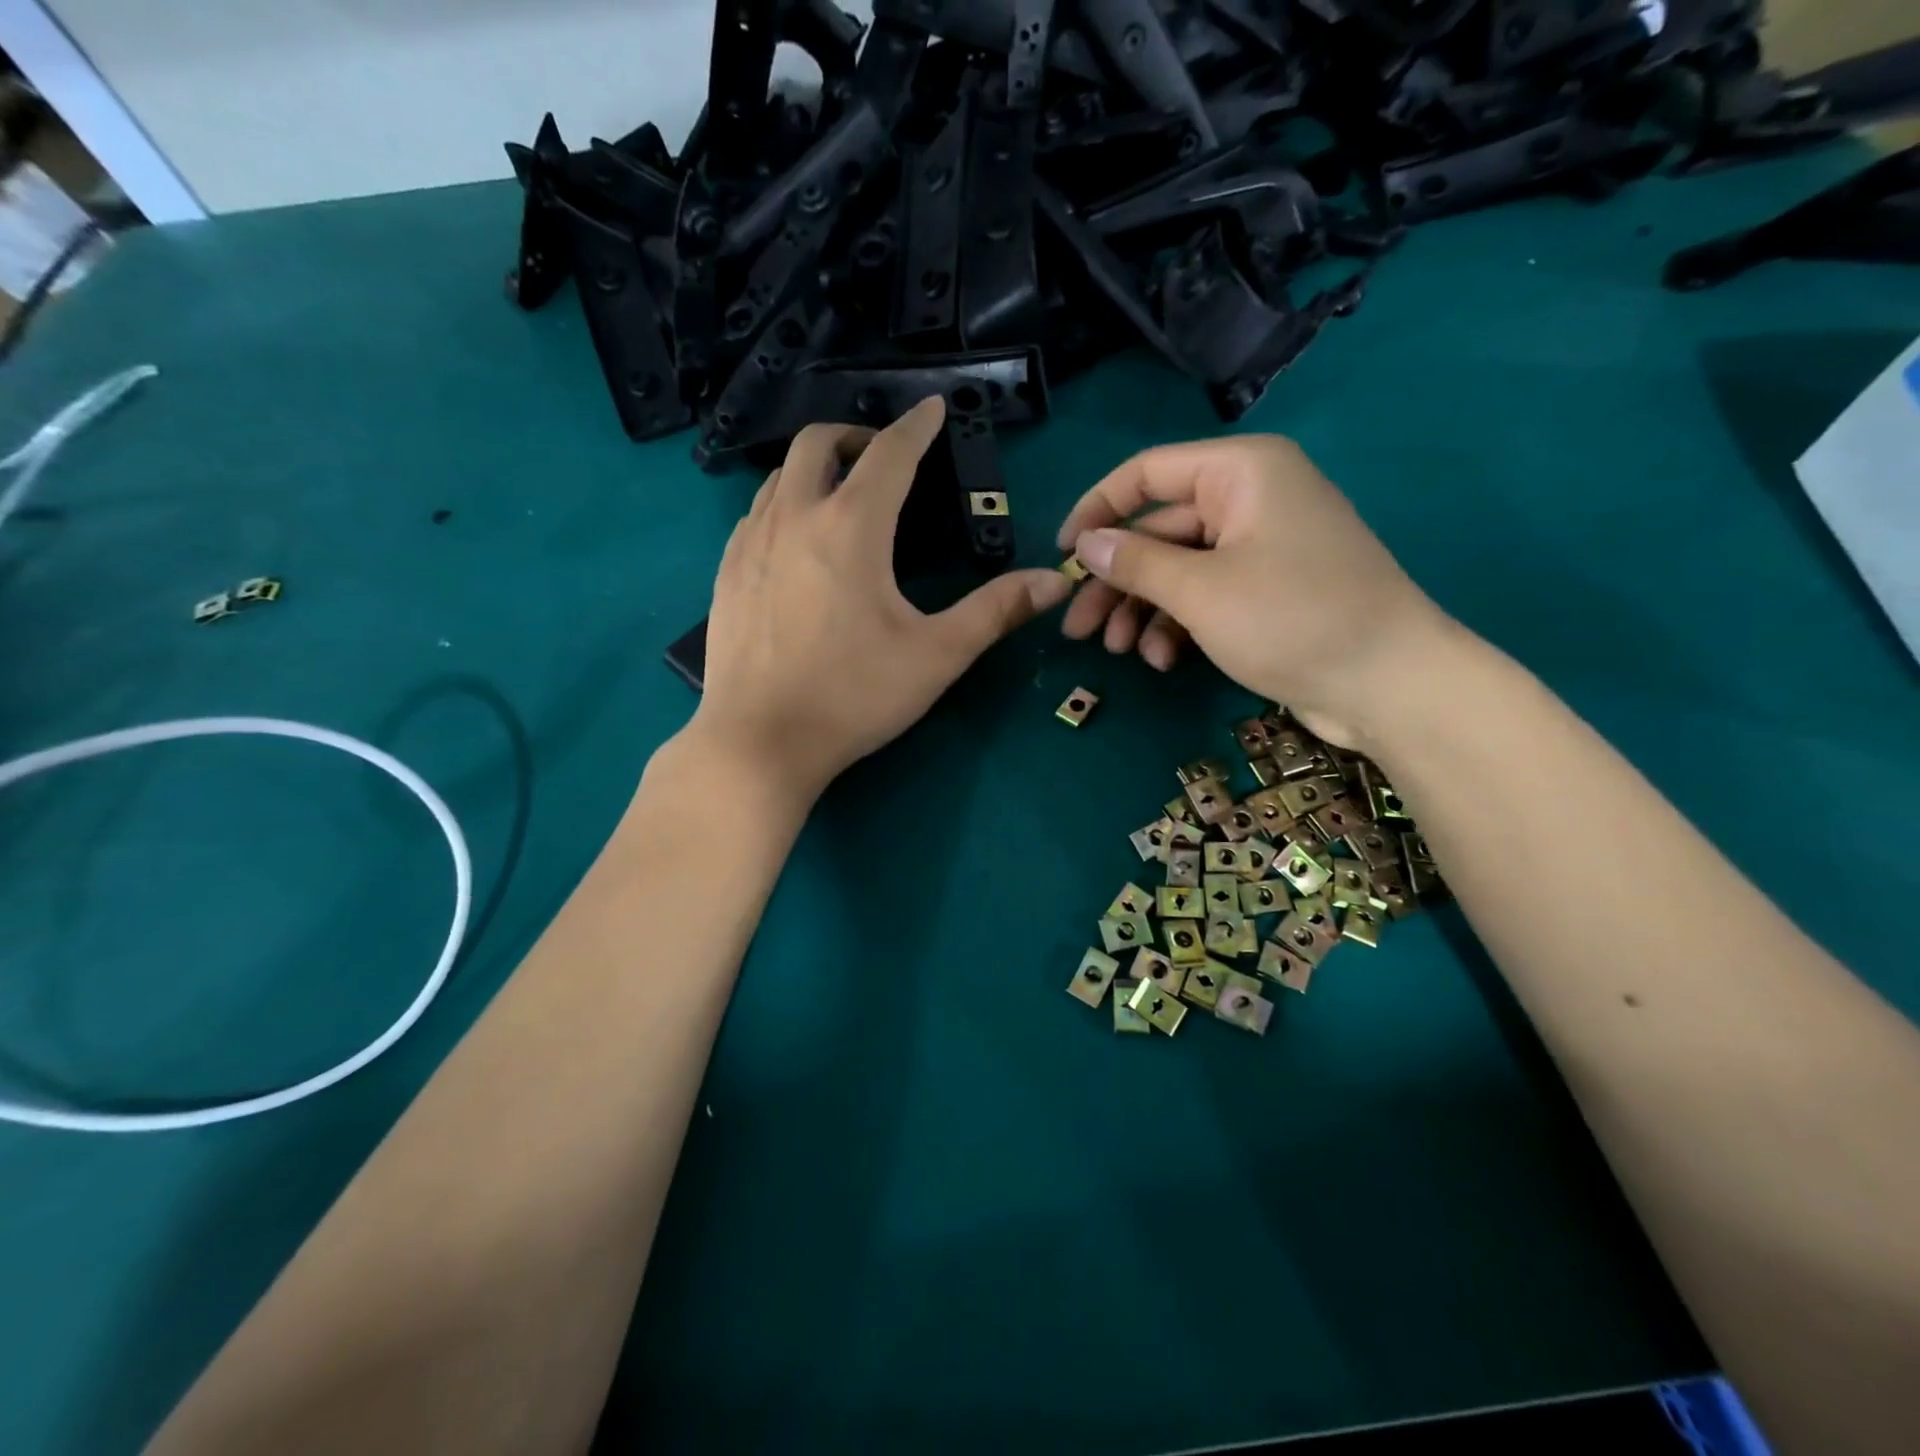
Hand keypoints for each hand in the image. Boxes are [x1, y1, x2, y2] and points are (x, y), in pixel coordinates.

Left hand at [694, 398, 1071, 799]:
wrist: (759, 742)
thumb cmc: (853, 697)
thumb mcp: (936, 656)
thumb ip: (996, 611)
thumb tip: (1055, 581)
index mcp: (851, 527)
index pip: (890, 453)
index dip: (918, 425)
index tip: (934, 408)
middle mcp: (794, 518)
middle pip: (818, 442)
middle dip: (856, 435)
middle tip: (884, 458)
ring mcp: (750, 543)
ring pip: (780, 475)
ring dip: (816, 469)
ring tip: (843, 496)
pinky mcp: (726, 573)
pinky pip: (755, 513)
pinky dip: (784, 504)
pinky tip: (797, 542)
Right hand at [1056, 435, 1449, 747]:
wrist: (1389, 683)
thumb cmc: (1290, 619)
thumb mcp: (1199, 590)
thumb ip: (1134, 562)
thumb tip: (1084, 544)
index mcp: (1240, 472)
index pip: (1146, 473)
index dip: (1096, 510)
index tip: (1060, 556)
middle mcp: (1249, 498)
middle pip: (1158, 530)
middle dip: (1115, 581)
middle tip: (1076, 628)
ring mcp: (1260, 546)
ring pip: (1177, 568)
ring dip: (1141, 609)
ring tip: (1116, 651)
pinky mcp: (1268, 590)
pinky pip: (1206, 594)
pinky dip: (1177, 624)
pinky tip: (1162, 659)